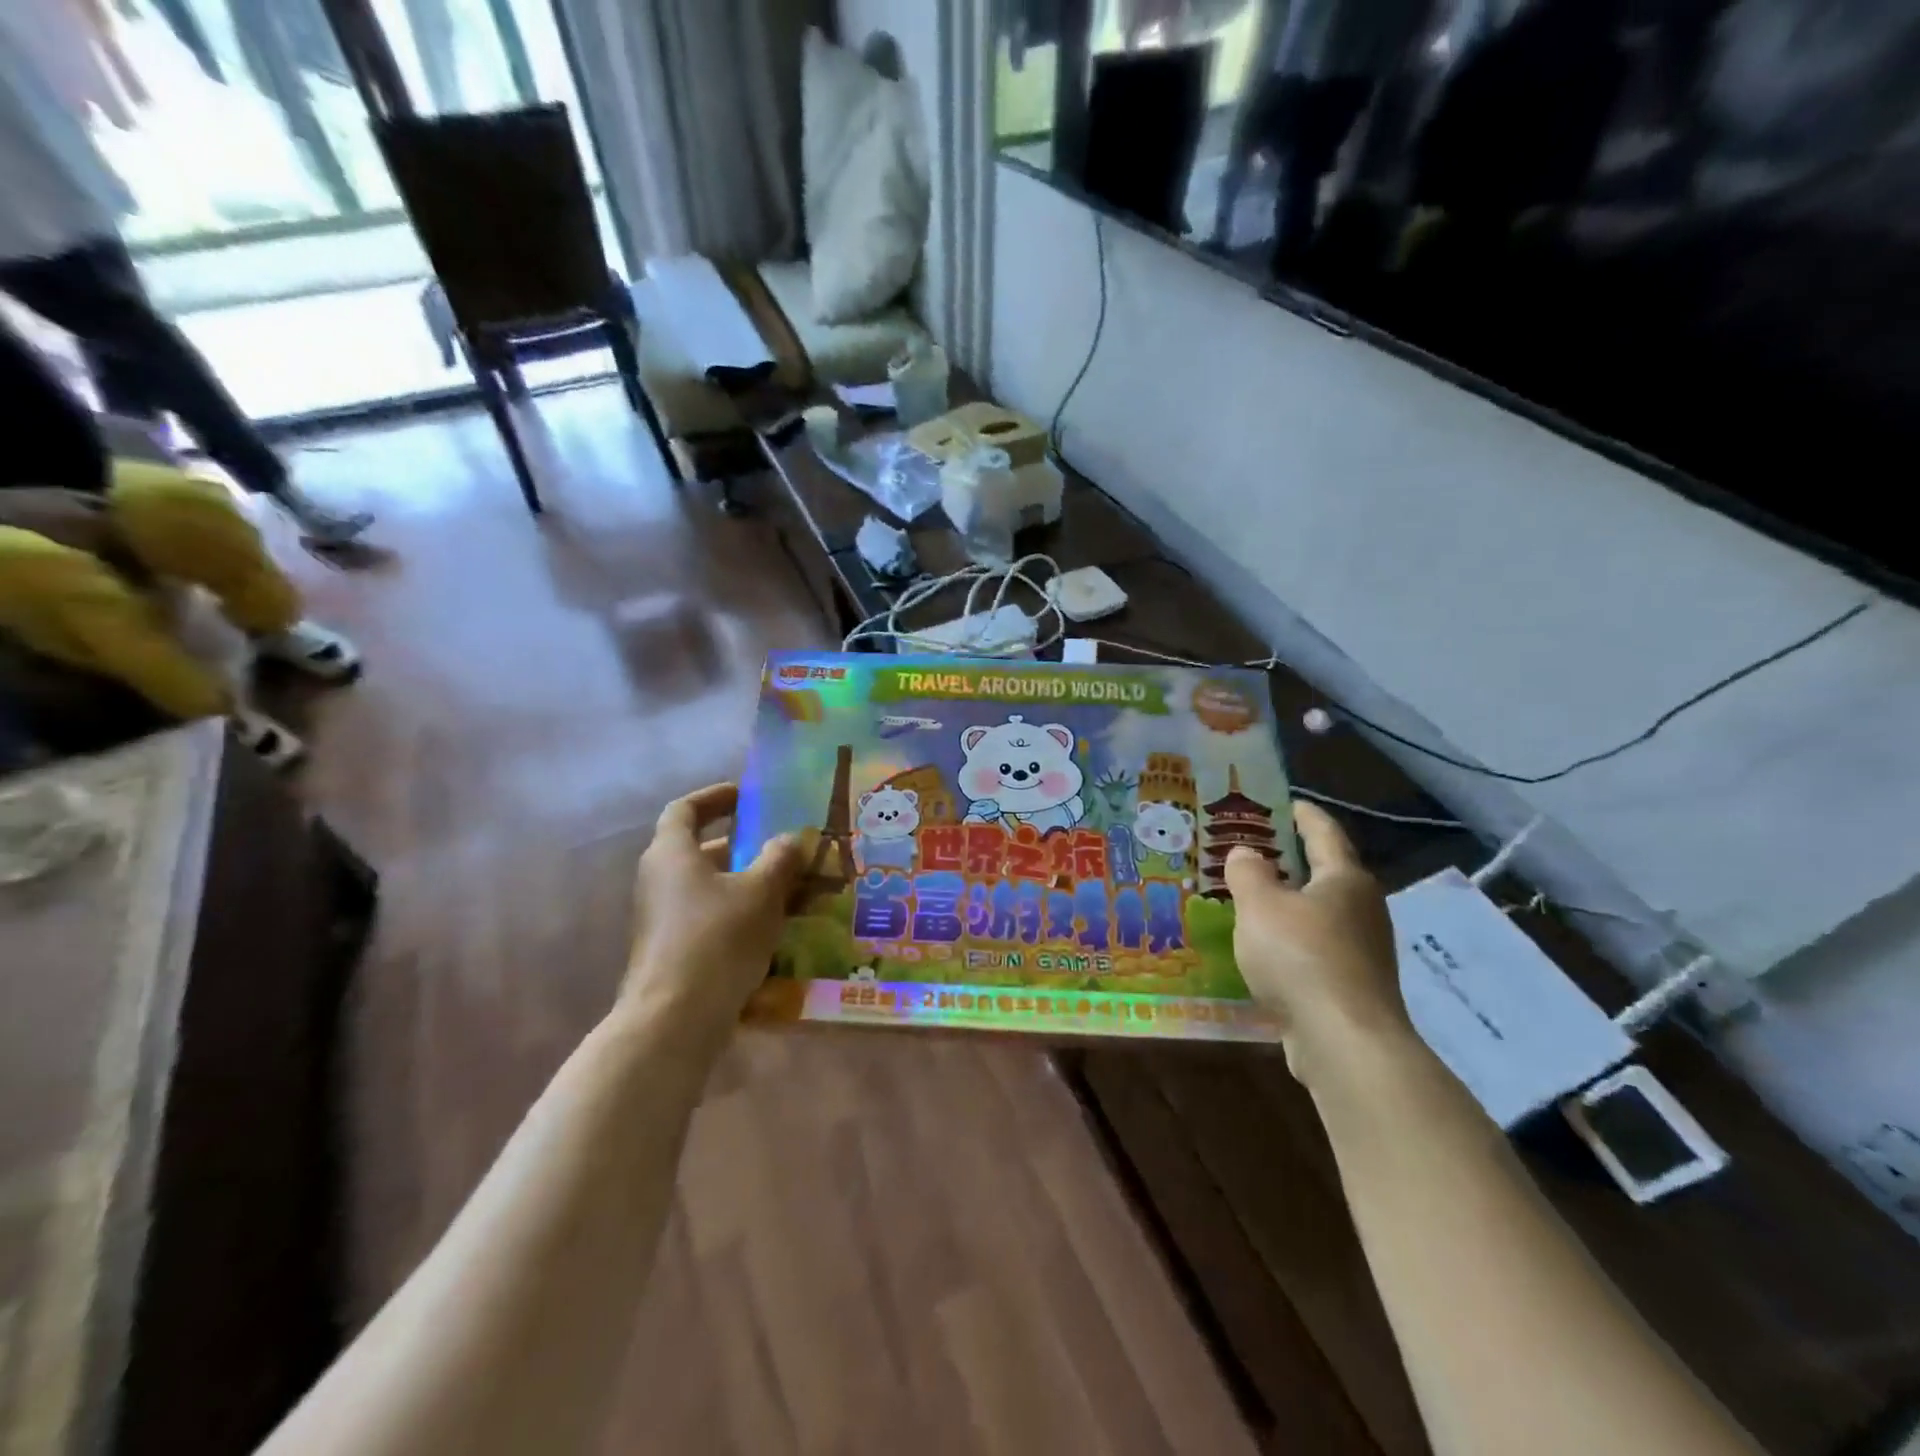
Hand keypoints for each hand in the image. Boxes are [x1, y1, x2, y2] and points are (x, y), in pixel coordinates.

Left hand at [623, 784, 802, 1040]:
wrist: (676, 1020)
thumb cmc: (718, 938)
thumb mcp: (762, 891)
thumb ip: (780, 858)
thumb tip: (790, 838)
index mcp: (672, 854)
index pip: (685, 809)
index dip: (716, 797)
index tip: (748, 795)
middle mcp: (660, 881)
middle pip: (702, 850)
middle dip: (746, 846)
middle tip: (785, 846)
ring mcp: (664, 919)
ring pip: (711, 887)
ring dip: (749, 883)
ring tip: (794, 888)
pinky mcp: (674, 951)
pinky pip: (711, 918)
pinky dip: (742, 914)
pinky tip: (778, 928)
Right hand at [1226, 803, 1414, 1082]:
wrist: (1344, 1041)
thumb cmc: (1301, 957)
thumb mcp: (1259, 905)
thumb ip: (1248, 873)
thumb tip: (1247, 853)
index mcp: (1345, 880)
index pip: (1324, 833)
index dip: (1304, 815)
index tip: (1287, 803)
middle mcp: (1362, 909)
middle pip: (1326, 874)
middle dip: (1291, 861)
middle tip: (1254, 852)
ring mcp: (1363, 951)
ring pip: (1320, 914)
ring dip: (1289, 905)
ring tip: (1251, 900)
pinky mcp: (1354, 986)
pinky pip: (1316, 949)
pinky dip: (1292, 941)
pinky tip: (1264, 949)